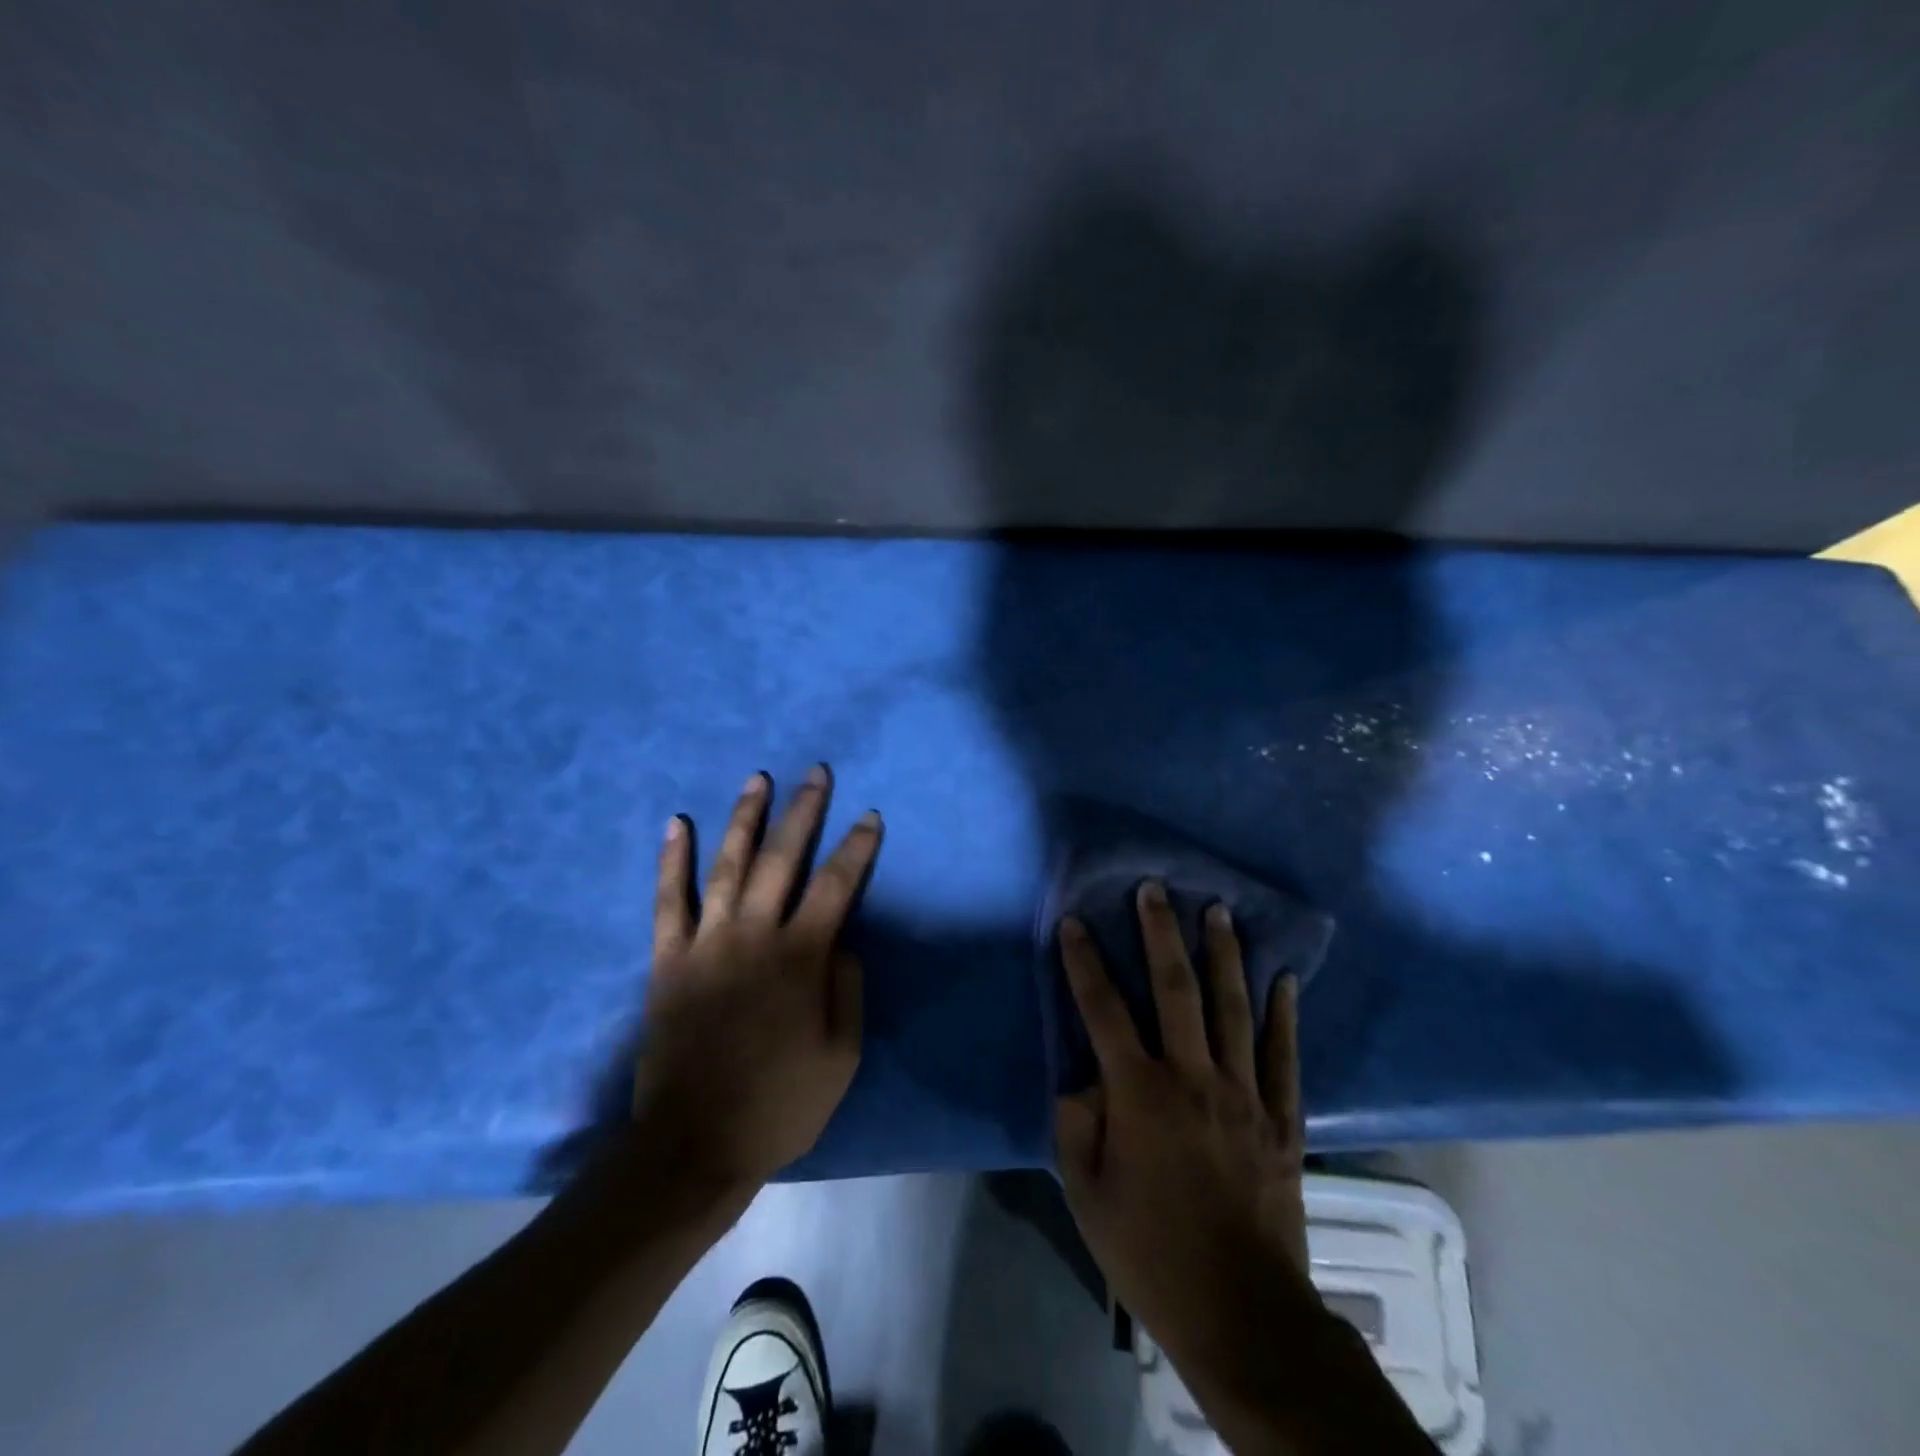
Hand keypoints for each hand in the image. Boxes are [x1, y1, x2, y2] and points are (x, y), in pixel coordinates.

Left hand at [633, 767, 881, 1190]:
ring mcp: (706, 943)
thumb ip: (847, 989)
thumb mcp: (842, 1056)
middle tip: (815, 773)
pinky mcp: (667, 960)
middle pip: (782, 858)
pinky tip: (677, 825)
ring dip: (744, 818)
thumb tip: (843, 940)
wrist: (694, 1145)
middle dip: (804, 811)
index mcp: (800, 957)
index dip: (857, 848)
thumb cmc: (779, 1103)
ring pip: (727, 864)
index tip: (870, 816)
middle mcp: (754, 935)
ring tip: (758, 779)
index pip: (836, 885)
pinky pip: (668, 901)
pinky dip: (672, 861)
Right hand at [1054, 882, 1313, 1369]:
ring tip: (1218, 910)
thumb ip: (1076, 1123)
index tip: (1074, 923)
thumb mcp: (1086, 1193)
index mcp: (1139, 1093)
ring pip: (1232, 1008)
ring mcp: (1244, 1094)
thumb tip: (1083, 1078)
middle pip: (1174, 989)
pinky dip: (1283, 1014)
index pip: (1103, 1011)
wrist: (1242, 1312)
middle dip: (1160, 933)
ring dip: (1223, 954)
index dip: (1085, 963)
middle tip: (1155, 890)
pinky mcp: (1281, 1119)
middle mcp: (1192, 1077)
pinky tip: (1284, 978)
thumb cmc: (1150, 1251)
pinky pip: (1284, 1055)